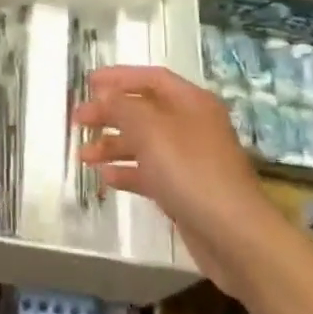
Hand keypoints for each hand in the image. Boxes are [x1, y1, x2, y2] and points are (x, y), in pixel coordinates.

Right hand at [76, 66, 276, 297]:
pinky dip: (128, 172)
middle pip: (144, 110)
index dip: (119, 77)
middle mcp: (192, 125)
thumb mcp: (150, 129)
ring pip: (144, 143)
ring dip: (113, 145)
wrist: (234, 236)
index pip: (151, 78)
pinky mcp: (186, 191)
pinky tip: (106, 178)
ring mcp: (190, 160)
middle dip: (110, 113)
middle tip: (78, 120)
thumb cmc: (190, 170)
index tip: (88, 83)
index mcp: (191, 102)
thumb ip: (122, 106)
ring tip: (83, 155)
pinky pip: (150, 172)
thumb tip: (105, 96)